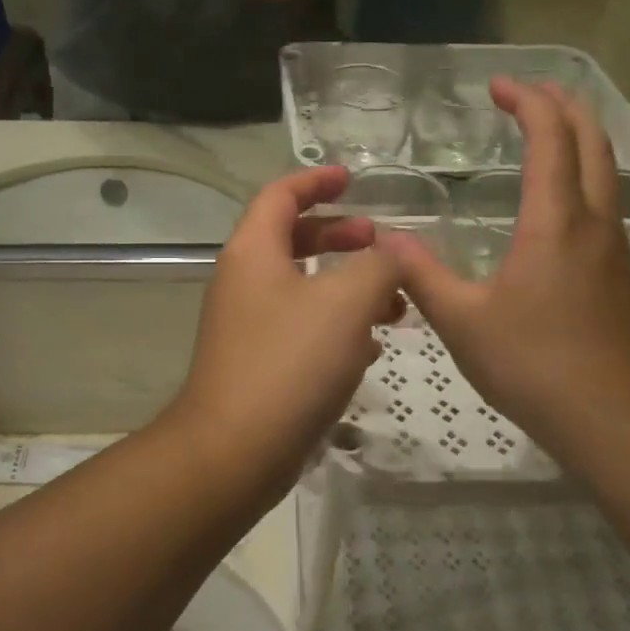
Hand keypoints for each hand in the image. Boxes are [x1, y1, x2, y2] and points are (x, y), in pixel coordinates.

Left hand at [167, 167, 403, 504]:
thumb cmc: (289, 363)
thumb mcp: (346, 303)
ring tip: (394, 306)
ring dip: (348, 288)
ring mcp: (248, 325)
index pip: (281, 195)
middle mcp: (244, 281)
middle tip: (380, 246)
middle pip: (293, 240)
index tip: (352, 180)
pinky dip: (336, 327)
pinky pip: (302, 329)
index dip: (317, 181)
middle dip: (341, 237)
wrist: (235, 451)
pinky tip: (369, 350)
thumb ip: (379, 266)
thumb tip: (394, 251)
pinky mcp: (259, 364)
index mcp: (254, 252)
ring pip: (304, 289)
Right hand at [379, 81, 629, 461]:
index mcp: (555, 221)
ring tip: (542, 127)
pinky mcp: (614, 270)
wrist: (610, 417)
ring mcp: (610, 245)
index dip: (527, 101)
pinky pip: (602, 197)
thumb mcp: (460, 319)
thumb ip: (419, 274)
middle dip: (561, 104)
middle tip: (524, 91)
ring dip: (577, 135)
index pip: (551, 137)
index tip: (496, 86)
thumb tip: (385, 240)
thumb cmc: (532, 363)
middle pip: (592, 139)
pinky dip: (581, 170)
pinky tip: (555, 195)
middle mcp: (592, 220)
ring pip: (604, 167)